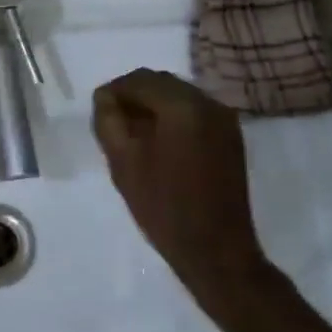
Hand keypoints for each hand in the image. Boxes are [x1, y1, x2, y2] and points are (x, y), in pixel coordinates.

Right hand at [91, 69, 265, 298]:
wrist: (217, 251)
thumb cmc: (164, 207)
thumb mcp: (123, 162)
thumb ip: (108, 120)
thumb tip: (105, 97)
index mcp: (181, 105)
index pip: (138, 80)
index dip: (114, 92)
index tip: (100, 112)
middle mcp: (207, 102)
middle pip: (161, 82)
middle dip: (135, 96)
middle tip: (115, 123)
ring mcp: (223, 118)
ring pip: (178, 95)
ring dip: (154, 106)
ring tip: (136, 134)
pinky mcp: (231, 136)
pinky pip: (195, 111)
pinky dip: (174, 117)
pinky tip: (161, 143)